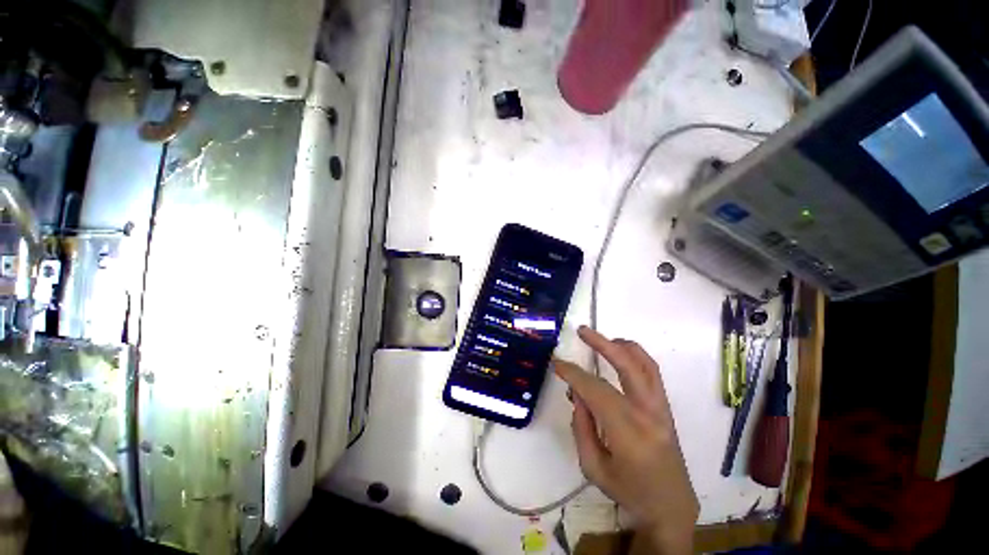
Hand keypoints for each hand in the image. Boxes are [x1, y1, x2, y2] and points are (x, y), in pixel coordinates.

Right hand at [555, 326, 697, 554]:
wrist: (671, 507)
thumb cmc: (629, 493)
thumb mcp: (593, 467)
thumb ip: (582, 427)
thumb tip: (577, 393)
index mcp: (629, 433)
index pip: (597, 391)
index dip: (574, 374)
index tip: (557, 363)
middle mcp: (648, 414)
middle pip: (627, 366)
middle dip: (602, 344)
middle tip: (582, 331)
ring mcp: (661, 408)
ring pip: (645, 364)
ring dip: (621, 345)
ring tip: (601, 338)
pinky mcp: (665, 407)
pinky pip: (652, 372)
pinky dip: (635, 355)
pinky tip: (620, 353)